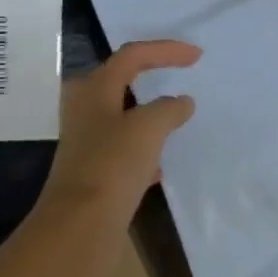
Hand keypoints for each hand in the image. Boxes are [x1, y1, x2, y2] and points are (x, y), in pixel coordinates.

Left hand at [36, 40, 201, 244]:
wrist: (80, 226)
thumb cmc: (112, 164)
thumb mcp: (148, 127)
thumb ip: (168, 108)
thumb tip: (181, 103)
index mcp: (94, 89)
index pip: (132, 55)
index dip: (166, 50)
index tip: (197, 56)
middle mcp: (85, 109)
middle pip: (120, 81)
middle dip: (150, 75)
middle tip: (178, 75)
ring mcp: (87, 141)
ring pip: (123, 116)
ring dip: (149, 113)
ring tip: (177, 116)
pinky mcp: (94, 170)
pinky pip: (124, 149)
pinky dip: (145, 148)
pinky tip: (162, 163)